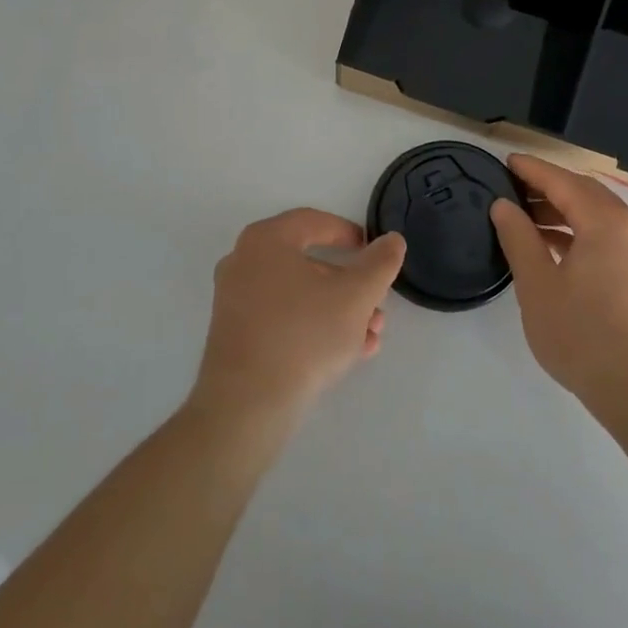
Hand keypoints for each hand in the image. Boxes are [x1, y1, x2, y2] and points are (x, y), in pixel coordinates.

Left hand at [190, 210, 406, 430]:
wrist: (247, 406)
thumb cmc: (303, 335)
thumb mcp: (355, 297)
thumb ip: (379, 263)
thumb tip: (392, 240)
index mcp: (266, 240)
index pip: (314, 222)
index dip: (349, 234)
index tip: (374, 251)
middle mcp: (244, 261)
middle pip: (308, 262)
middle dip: (351, 286)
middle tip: (377, 306)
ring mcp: (235, 299)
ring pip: (299, 295)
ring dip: (338, 311)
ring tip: (370, 337)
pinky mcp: (235, 334)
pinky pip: (282, 318)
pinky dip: (314, 327)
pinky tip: (347, 354)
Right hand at [491, 155, 627, 412]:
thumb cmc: (587, 339)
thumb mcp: (539, 287)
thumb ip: (519, 238)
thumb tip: (504, 205)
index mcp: (608, 223)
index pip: (563, 181)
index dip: (532, 169)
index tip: (506, 162)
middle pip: (587, 193)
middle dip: (549, 187)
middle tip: (513, 190)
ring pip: (602, 216)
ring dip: (566, 212)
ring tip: (529, 222)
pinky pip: (614, 238)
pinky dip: (585, 234)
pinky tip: (559, 251)